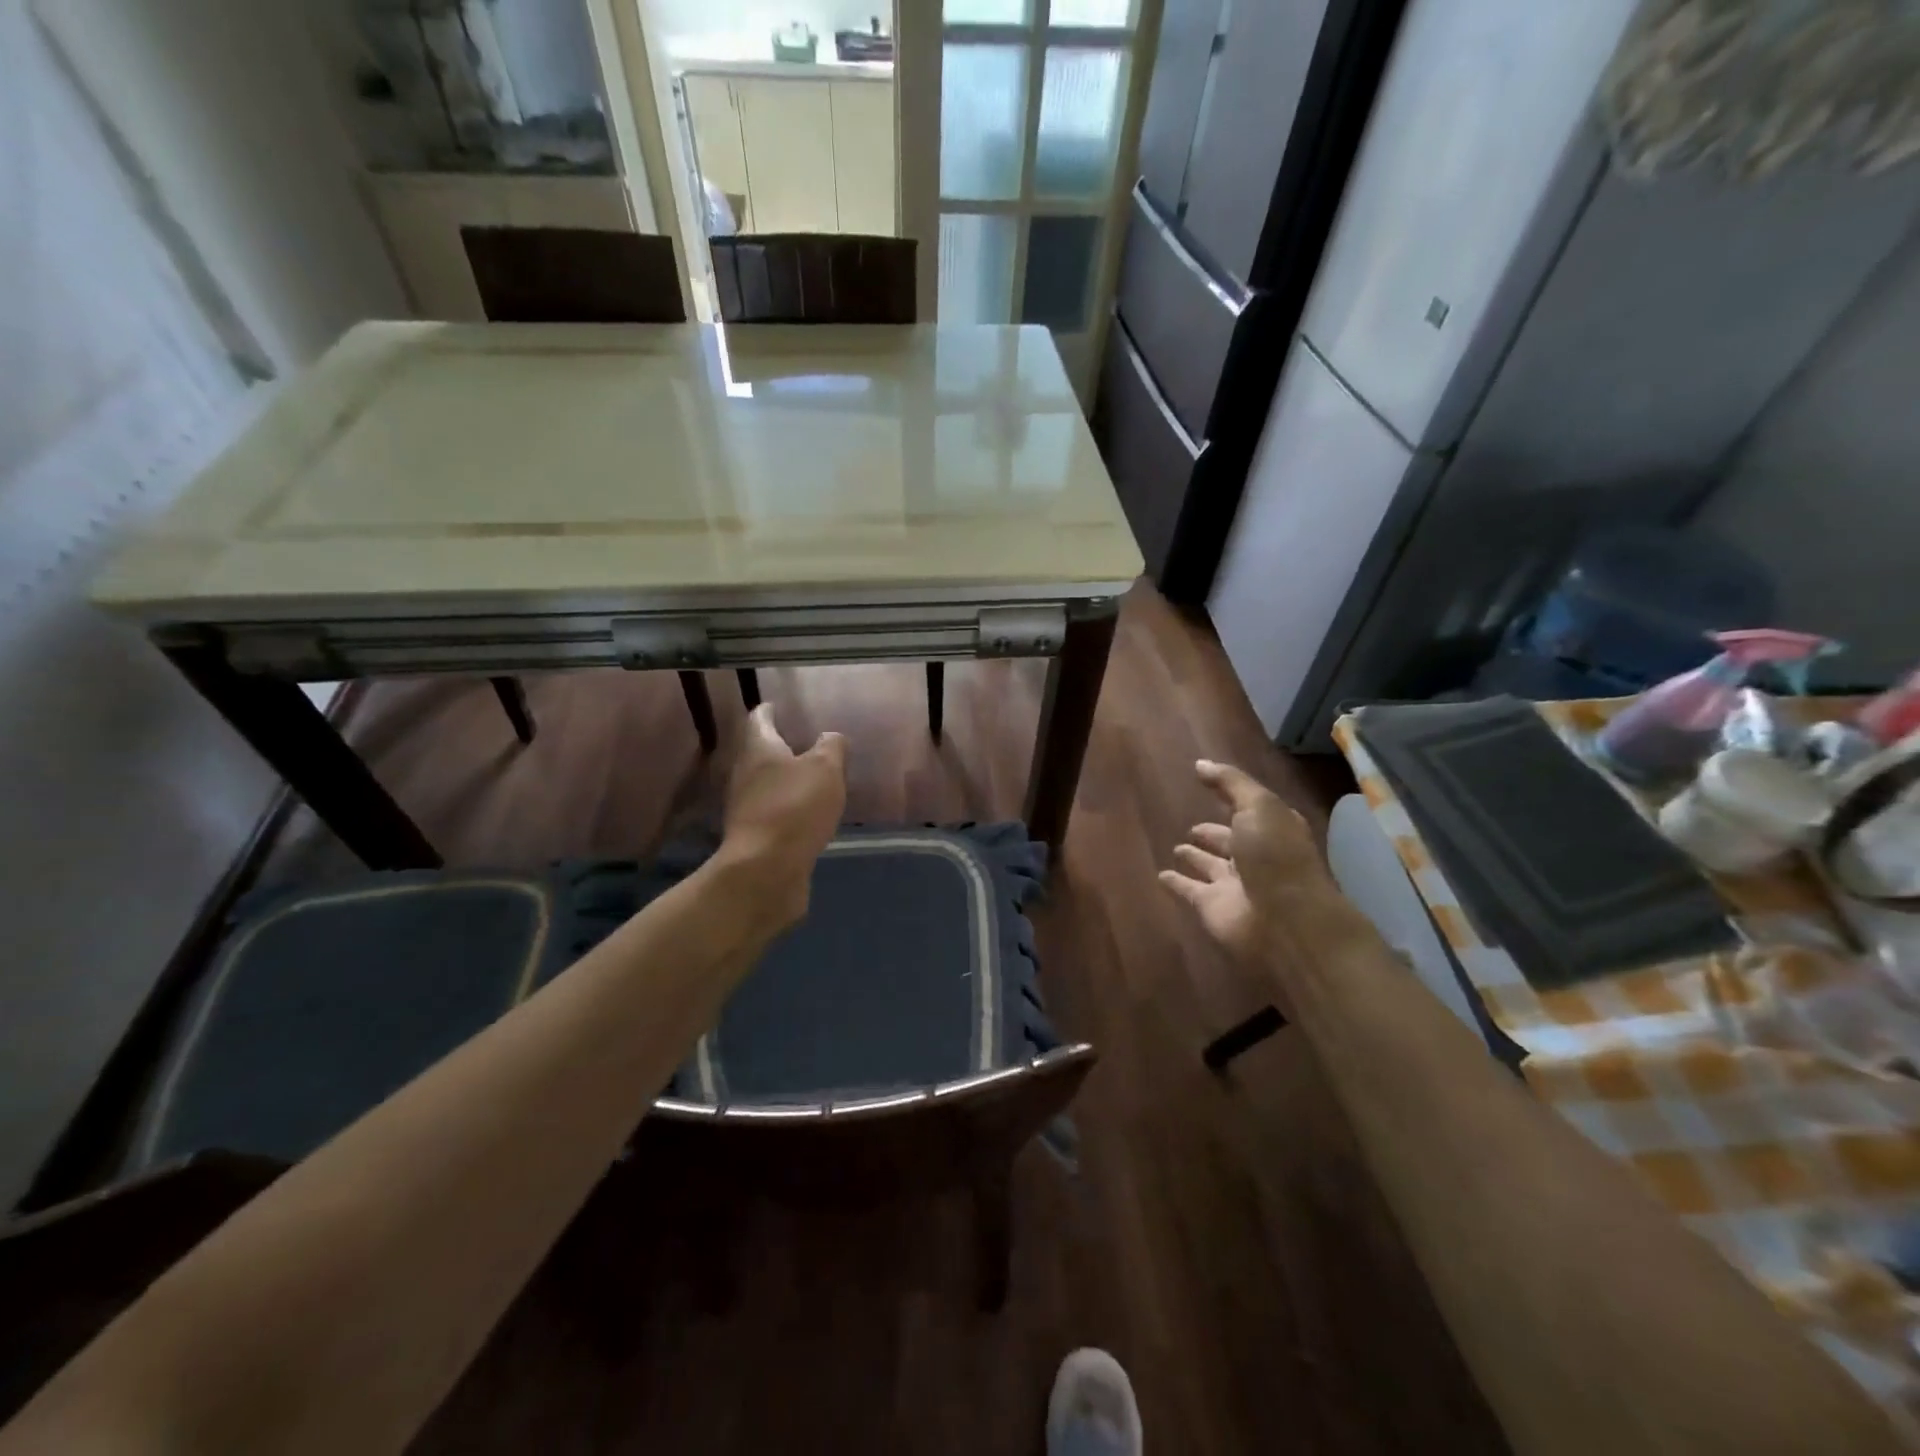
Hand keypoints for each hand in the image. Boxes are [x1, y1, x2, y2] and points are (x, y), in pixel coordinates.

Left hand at [719, 705, 846, 923]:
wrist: (765, 870)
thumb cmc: (795, 808)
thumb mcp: (825, 769)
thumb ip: (831, 748)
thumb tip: (831, 737)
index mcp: (759, 749)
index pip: (759, 720)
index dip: (769, 711)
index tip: (777, 705)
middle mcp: (745, 774)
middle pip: (758, 752)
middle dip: (777, 746)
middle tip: (801, 741)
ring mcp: (745, 808)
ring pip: (764, 784)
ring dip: (783, 779)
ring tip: (809, 777)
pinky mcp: (754, 837)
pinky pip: (772, 812)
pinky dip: (787, 807)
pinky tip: (806, 814)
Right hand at [1159, 759, 1328, 960]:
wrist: (1285, 921)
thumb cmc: (1276, 856)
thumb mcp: (1259, 806)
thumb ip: (1230, 783)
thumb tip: (1200, 764)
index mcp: (1272, 830)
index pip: (1250, 810)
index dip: (1233, 798)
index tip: (1208, 785)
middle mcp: (1255, 857)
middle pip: (1230, 841)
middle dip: (1213, 834)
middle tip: (1192, 827)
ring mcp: (1234, 884)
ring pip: (1210, 866)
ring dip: (1196, 858)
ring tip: (1178, 847)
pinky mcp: (1212, 907)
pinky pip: (1189, 890)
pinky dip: (1176, 884)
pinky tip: (1161, 875)